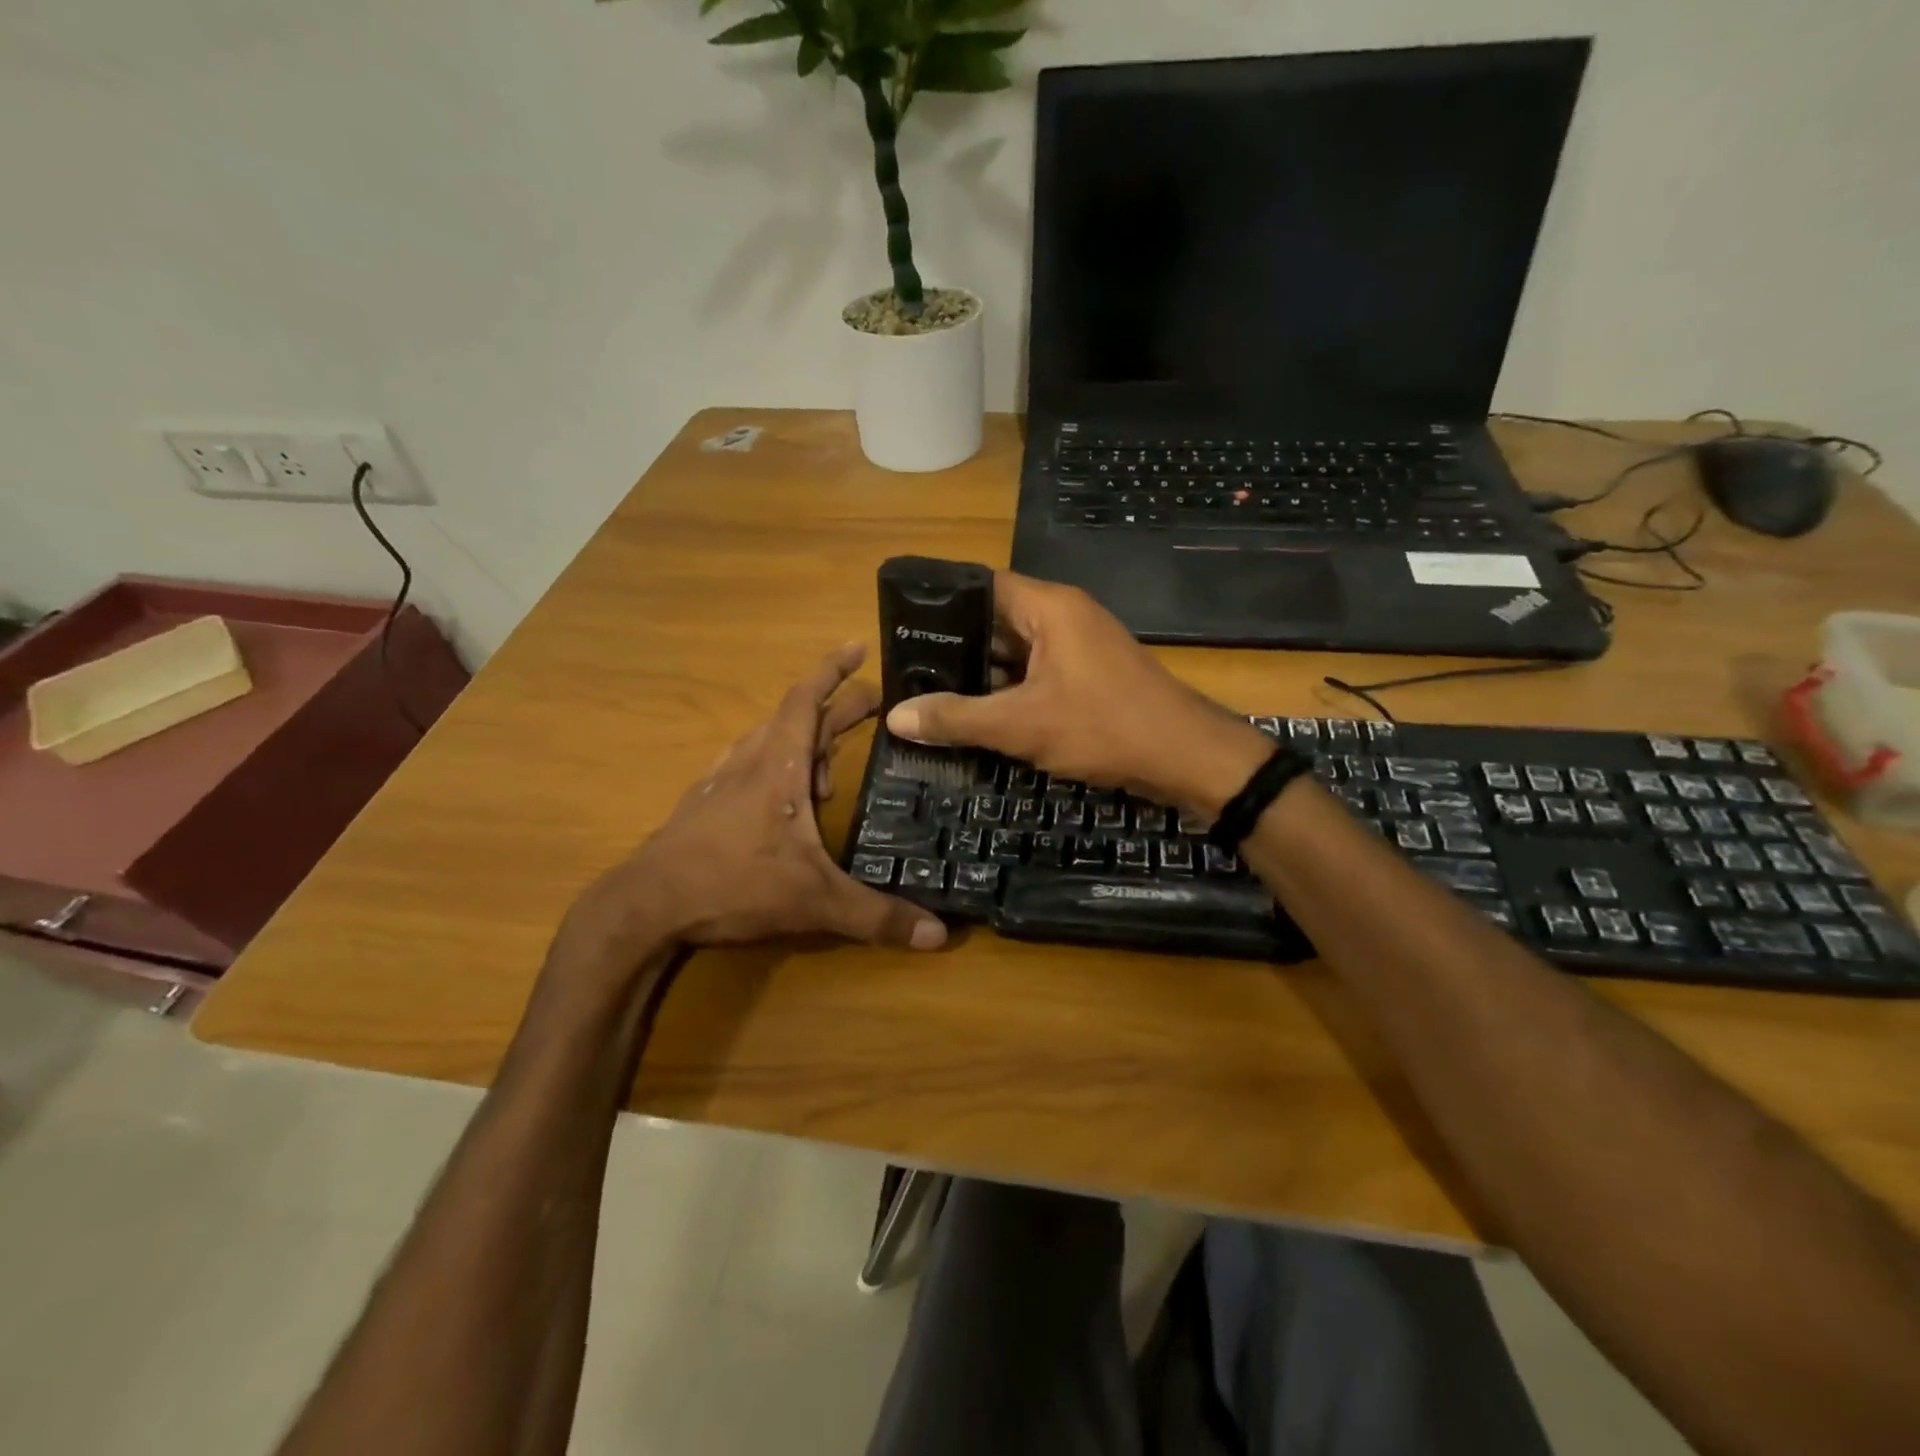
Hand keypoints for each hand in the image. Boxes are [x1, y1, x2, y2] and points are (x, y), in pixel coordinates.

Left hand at [559, 644, 946, 972]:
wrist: (646, 906)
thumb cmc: (734, 885)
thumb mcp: (815, 901)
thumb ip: (877, 916)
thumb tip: (939, 935)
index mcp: (778, 766)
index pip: (807, 699)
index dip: (833, 670)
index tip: (858, 647)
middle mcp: (750, 761)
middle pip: (797, 717)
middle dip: (837, 708)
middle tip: (874, 707)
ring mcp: (721, 781)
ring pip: (769, 740)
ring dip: (804, 741)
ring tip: (830, 768)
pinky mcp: (704, 803)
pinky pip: (748, 766)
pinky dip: (775, 766)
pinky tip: (780, 796)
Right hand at [884, 572, 1270, 813]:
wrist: (1186, 756)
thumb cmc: (1103, 727)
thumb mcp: (1021, 725)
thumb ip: (957, 717)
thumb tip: (896, 717)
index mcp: (1049, 607)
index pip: (982, 586)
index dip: (941, 604)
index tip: (902, 626)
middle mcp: (1064, 616)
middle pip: (996, 619)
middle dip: (955, 644)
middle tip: (907, 666)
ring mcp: (1080, 646)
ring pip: (1016, 650)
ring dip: (981, 671)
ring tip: (929, 689)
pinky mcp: (1089, 674)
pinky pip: (1037, 672)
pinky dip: (1008, 689)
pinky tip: (977, 712)